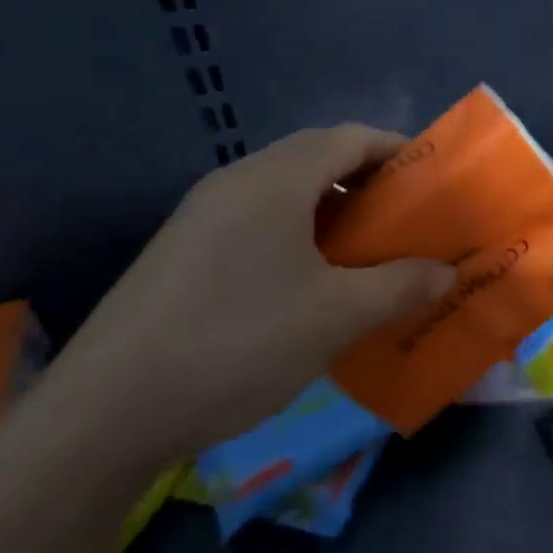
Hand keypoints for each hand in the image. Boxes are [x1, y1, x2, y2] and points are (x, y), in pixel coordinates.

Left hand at [41, 126, 454, 465]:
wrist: (106, 414)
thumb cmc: (238, 344)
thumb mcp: (337, 316)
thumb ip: (401, 286)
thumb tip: (446, 273)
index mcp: (273, 181)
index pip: (349, 138)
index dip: (398, 150)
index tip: (435, 180)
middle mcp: (235, 184)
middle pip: (316, 159)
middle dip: (369, 181)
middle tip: (409, 219)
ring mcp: (202, 218)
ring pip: (286, 193)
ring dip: (335, 211)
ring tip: (370, 252)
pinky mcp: (184, 254)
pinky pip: (259, 223)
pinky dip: (301, 235)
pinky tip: (315, 283)